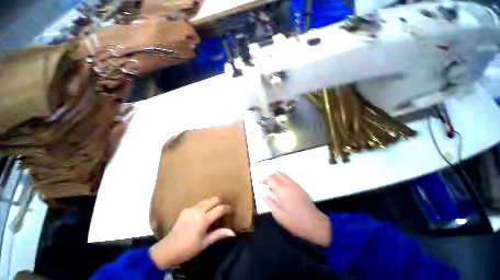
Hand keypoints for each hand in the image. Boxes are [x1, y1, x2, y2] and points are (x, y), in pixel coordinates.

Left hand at [149, 197, 234, 269]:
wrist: (168, 249)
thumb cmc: (188, 249)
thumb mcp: (205, 243)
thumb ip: (219, 234)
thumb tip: (233, 233)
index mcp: (204, 220)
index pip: (219, 209)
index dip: (227, 208)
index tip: (230, 209)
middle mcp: (198, 211)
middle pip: (213, 199)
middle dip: (220, 200)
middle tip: (224, 205)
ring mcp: (191, 209)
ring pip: (206, 200)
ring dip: (212, 201)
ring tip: (216, 206)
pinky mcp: (185, 209)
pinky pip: (198, 204)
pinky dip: (204, 205)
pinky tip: (204, 210)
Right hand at [263, 172, 330, 246]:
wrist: (314, 224)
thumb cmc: (294, 221)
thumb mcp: (278, 215)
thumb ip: (269, 202)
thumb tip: (263, 194)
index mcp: (281, 190)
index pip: (270, 178)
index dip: (264, 179)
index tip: (260, 183)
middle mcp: (288, 184)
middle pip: (277, 174)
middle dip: (270, 176)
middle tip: (266, 184)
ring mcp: (295, 185)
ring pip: (283, 174)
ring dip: (276, 177)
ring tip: (273, 186)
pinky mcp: (300, 187)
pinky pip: (289, 178)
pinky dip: (283, 179)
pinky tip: (282, 189)